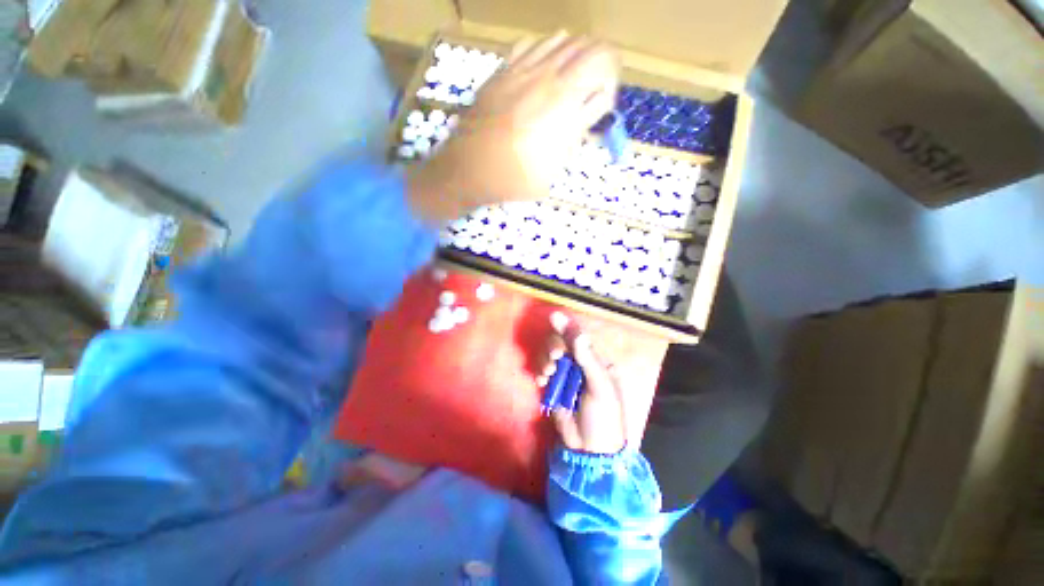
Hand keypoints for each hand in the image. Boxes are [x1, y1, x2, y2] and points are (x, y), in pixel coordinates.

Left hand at [407, 33, 618, 221]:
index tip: (600, 111)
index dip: (609, 93)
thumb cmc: (514, 178)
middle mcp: (551, 79)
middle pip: (595, 49)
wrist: (470, 168)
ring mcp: (525, 68)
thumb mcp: (552, 170)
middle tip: (592, 92)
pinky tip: (542, 71)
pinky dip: (548, 51)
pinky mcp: (504, 69)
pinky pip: (534, 43)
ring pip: (566, 40)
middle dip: (604, 68)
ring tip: (570, 82)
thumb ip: (573, 138)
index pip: (607, 77)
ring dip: (577, 57)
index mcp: (566, 107)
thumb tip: (583, 117)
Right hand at [539, 311, 627, 454]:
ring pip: (550, 354)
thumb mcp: (600, 387)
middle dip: (553, 347)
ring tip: (547, 374)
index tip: (553, 320)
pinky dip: (540, 370)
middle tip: (553, 358)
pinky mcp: (554, 385)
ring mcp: (567, 374)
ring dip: (545, 359)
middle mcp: (581, 363)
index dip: (566, 329)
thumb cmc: (603, 416)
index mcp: (598, 361)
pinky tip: (541, 381)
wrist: (589, 450)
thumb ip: (587, 358)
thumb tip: (576, 332)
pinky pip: (543, 369)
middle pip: (562, 342)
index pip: (580, 338)